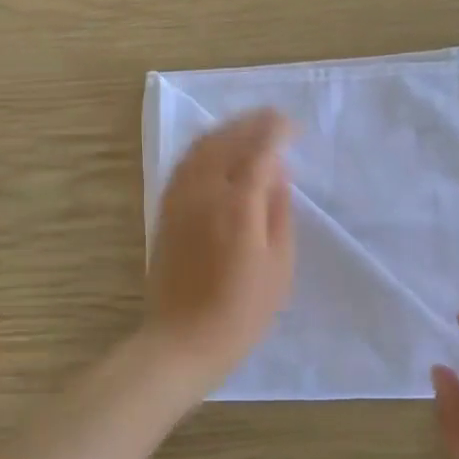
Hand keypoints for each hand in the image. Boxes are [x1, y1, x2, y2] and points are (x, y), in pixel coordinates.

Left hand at [143, 109, 294, 394]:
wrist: (183, 341)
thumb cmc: (242, 311)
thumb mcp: (279, 266)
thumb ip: (279, 212)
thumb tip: (277, 173)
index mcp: (238, 206)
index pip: (259, 150)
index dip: (277, 132)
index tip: (293, 127)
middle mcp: (204, 193)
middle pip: (227, 140)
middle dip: (252, 123)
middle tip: (275, 118)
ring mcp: (179, 200)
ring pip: (200, 148)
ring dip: (226, 130)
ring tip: (247, 126)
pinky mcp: (165, 211)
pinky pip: (183, 165)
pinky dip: (203, 148)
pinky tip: (215, 150)